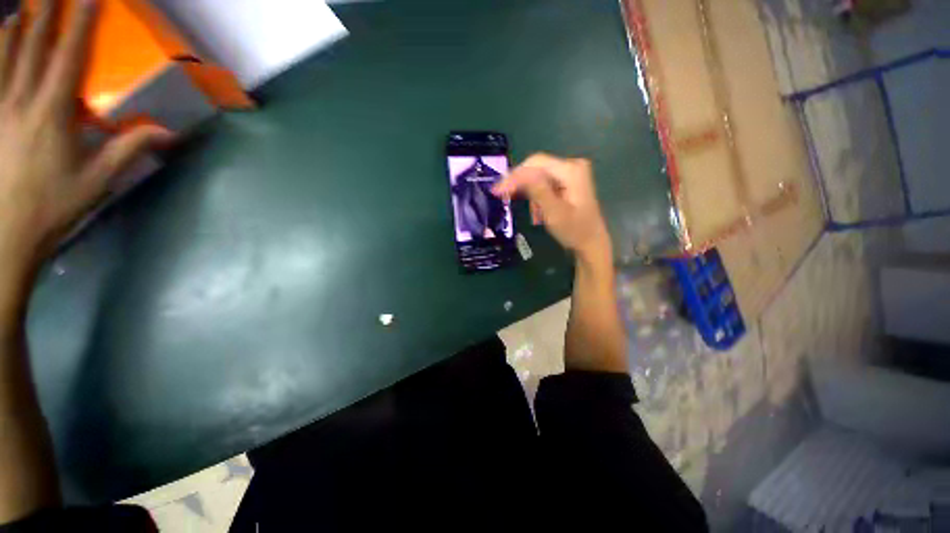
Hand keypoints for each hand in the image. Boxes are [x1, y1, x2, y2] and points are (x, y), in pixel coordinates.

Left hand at [0, 0, 170, 278]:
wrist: (6, 233)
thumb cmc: (54, 205)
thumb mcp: (98, 180)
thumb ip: (129, 150)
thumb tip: (169, 134)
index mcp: (53, 113)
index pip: (68, 57)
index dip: (80, 24)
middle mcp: (22, 101)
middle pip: (34, 46)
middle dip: (46, 13)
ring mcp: (0, 108)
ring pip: (6, 54)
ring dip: (17, 26)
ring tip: (25, 7)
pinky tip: (1, 35)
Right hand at [493, 153, 611, 263]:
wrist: (591, 243)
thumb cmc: (574, 231)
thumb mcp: (554, 213)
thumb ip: (538, 190)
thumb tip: (518, 173)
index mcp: (571, 170)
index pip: (535, 164)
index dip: (514, 175)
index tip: (497, 190)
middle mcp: (572, 165)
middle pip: (536, 167)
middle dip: (518, 182)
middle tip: (501, 195)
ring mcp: (570, 172)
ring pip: (537, 175)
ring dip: (526, 190)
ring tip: (524, 208)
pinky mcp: (567, 181)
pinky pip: (544, 182)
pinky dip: (534, 193)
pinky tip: (534, 208)